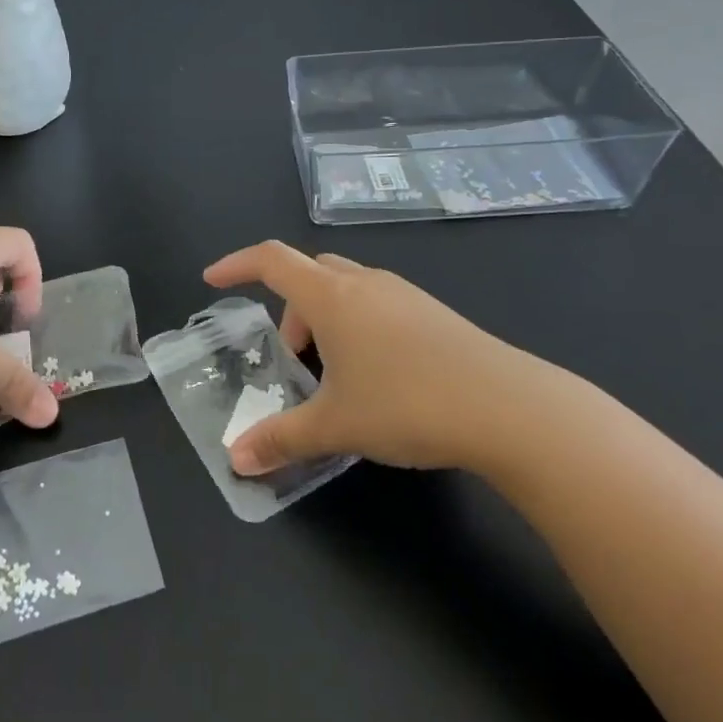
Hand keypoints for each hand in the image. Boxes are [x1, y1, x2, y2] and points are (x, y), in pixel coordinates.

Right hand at [203, 241, 584, 477]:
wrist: (509, 407)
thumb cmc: (407, 403)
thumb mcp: (336, 426)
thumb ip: (281, 439)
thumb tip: (236, 461)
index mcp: (331, 295)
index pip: (270, 260)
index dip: (236, 265)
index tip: (213, 280)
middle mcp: (364, 282)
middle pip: (309, 274)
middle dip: (289, 309)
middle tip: (291, 359)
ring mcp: (403, 293)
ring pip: (345, 289)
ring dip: (325, 319)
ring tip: (334, 375)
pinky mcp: (433, 312)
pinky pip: (376, 303)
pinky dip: (358, 326)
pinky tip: (378, 376)